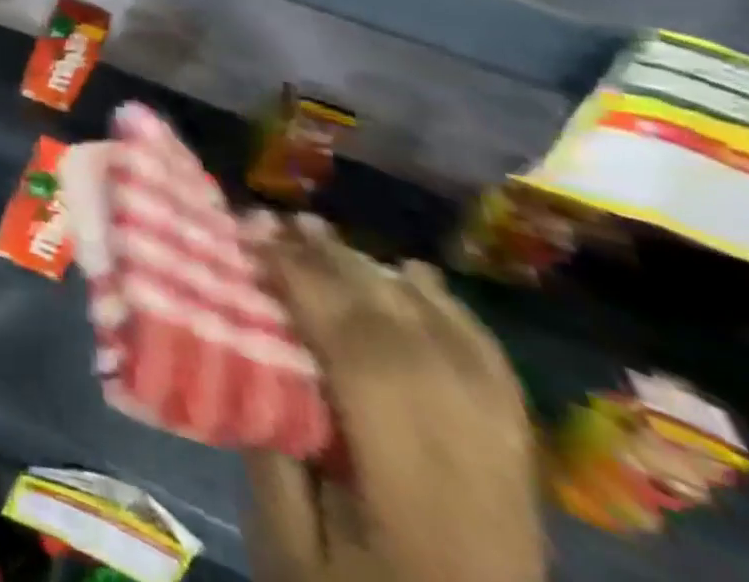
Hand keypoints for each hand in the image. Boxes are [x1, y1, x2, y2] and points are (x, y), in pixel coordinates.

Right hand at [245, 220, 544, 581]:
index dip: (305, 286)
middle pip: (407, 342)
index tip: (250, 238)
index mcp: (415, 499)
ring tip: (323, 235)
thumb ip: (273, 453)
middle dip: (335, 266)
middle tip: (274, 220)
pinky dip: (451, 313)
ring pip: (451, 346)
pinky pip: (494, 374)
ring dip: (381, 277)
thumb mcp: (290, 553)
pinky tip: (415, 276)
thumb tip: (248, 350)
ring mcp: (509, 471)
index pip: (362, 362)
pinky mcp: (521, 472)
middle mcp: (475, 473)